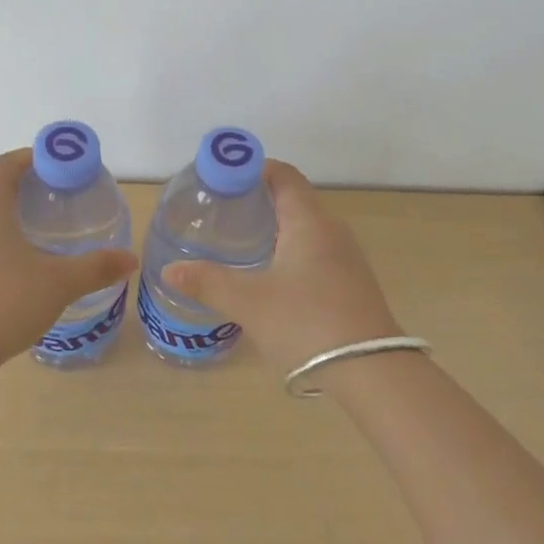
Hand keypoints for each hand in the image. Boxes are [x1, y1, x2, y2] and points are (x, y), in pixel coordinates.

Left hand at [0, 149, 138, 366]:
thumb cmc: (3, 303)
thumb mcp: (59, 284)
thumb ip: (96, 268)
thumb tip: (130, 259)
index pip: (5, 165)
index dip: (29, 158)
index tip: (54, 166)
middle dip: (20, 196)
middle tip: (51, 211)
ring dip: (1, 228)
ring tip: (31, 249)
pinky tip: (3, 284)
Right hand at [163, 160, 401, 375]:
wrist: (373, 373)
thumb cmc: (307, 323)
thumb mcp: (248, 302)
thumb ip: (207, 282)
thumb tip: (170, 269)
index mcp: (309, 222)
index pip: (284, 176)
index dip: (254, 169)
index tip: (223, 178)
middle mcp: (332, 232)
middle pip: (294, 201)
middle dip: (258, 201)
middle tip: (222, 213)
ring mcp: (347, 260)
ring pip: (305, 231)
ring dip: (275, 230)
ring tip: (240, 244)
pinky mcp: (352, 286)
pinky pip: (316, 255)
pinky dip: (290, 254)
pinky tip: (271, 280)